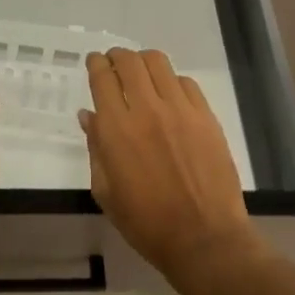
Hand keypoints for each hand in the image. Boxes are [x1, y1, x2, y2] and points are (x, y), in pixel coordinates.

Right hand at [78, 48, 253, 275]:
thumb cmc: (146, 222)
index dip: (96, 64)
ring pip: (159, 63)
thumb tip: (88, 116)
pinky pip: (186, 83)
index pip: (102, 78)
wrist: (204, 238)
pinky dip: (171, 81)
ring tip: (141, 72)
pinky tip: (169, 94)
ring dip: (143, 61)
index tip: (94, 62)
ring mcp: (180, 110)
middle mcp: (147, 110)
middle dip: (117, 56)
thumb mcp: (106, 191)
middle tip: (114, 62)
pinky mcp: (206, 117)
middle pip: (129, 62)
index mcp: (116, 130)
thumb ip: (95, 148)